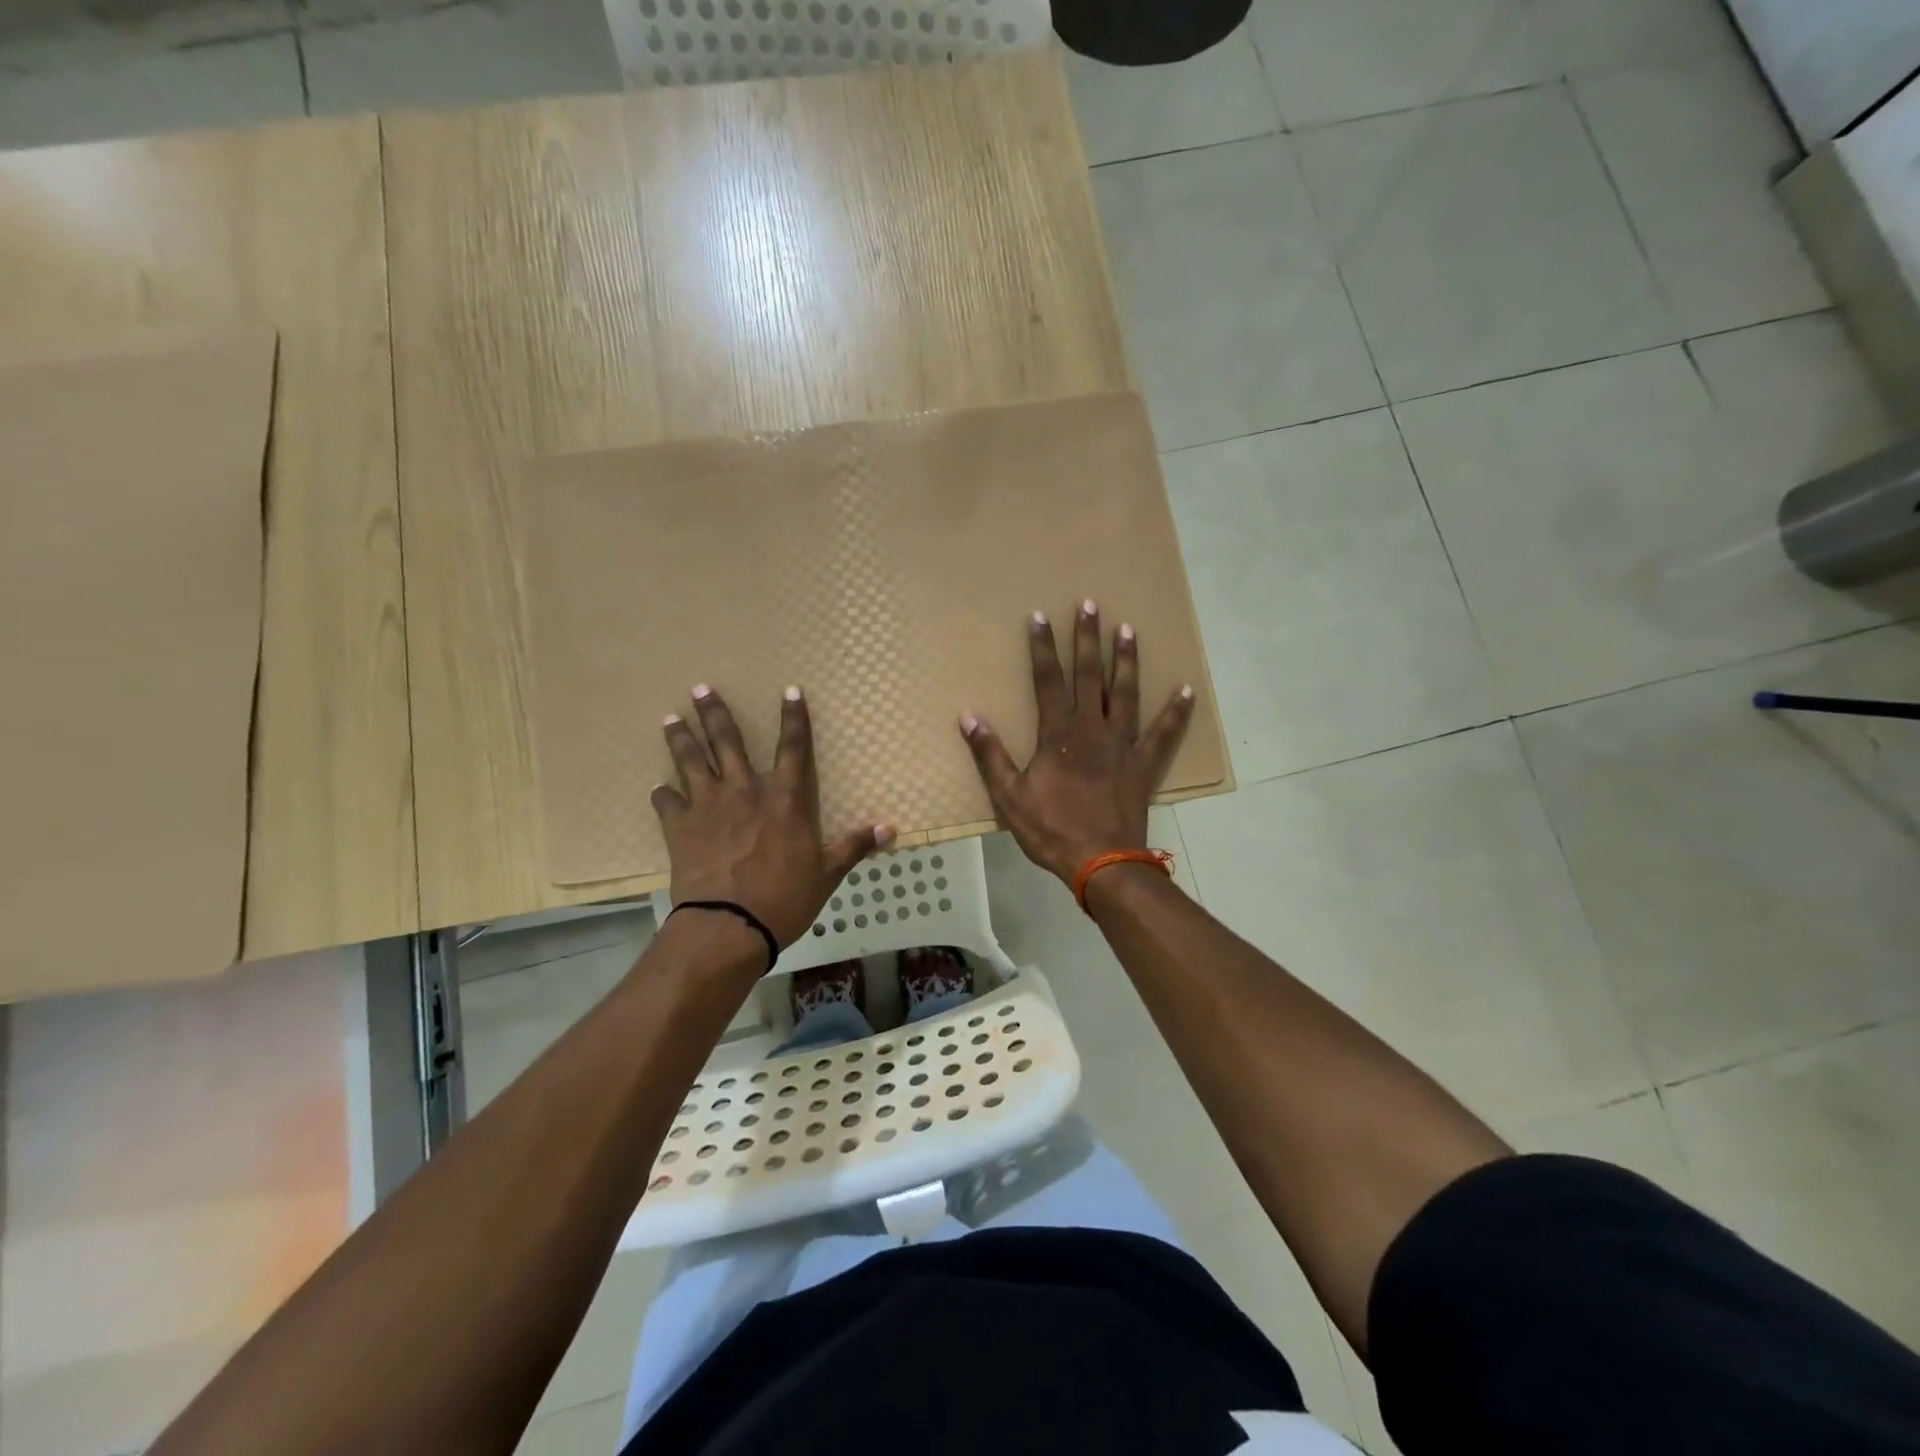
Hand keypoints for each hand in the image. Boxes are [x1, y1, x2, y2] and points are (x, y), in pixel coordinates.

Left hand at [652, 685, 891, 947]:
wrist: (729, 924)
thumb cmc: (785, 898)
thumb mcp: (828, 873)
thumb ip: (855, 846)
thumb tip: (891, 828)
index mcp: (784, 798)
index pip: (793, 747)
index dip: (794, 718)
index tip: (789, 690)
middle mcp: (745, 790)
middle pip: (727, 741)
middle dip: (714, 712)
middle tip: (700, 688)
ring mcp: (708, 805)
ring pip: (690, 760)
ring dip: (680, 738)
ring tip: (670, 719)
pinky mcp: (680, 827)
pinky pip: (666, 802)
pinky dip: (662, 794)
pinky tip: (658, 789)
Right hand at [960, 600, 1194, 884]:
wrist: (1101, 862)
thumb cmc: (1051, 829)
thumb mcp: (1008, 796)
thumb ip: (989, 754)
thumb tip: (968, 716)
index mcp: (1059, 733)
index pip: (1047, 679)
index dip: (1042, 647)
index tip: (1040, 616)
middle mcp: (1093, 728)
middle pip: (1090, 674)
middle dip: (1087, 638)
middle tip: (1091, 605)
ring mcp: (1123, 745)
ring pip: (1127, 693)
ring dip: (1126, 660)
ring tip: (1128, 629)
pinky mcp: (1144, 765)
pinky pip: (1165, 734)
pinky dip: (1176, 713)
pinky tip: (1186, 690)